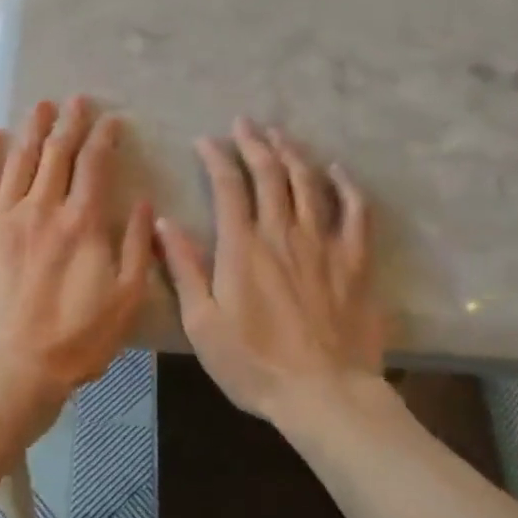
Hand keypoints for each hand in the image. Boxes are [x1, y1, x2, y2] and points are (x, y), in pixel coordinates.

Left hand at [0, 97, 152, 418]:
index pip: (95, 164)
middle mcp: (42, 208)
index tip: (112, 120)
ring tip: (41, 105)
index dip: (105, 137)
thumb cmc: (75, 341)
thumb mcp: (126, 299)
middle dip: (70, 122)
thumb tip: (144, 203)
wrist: (8, 370)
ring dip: (33, 129)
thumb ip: (136, 246)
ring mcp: (2, 217)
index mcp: (82, 223)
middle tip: (76, 100)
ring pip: (20, 160)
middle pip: (57, 153)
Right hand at [155, 119, 383, 428]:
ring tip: (280, 134)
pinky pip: (355, 210)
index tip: (206, 141)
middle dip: (254, 142)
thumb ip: (184, 269)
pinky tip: (336, 170)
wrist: (324, 393)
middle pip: (270, 173)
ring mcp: (323, 243)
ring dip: (292, 152)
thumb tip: (162, 224)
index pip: (227, 186)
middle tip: (244, 123)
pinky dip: (345, 185)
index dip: (216, 157)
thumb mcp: (203, 324)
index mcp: (243, 247)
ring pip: (309, 181)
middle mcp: (283, 233)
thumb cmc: (255, 364)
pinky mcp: (355, 260)